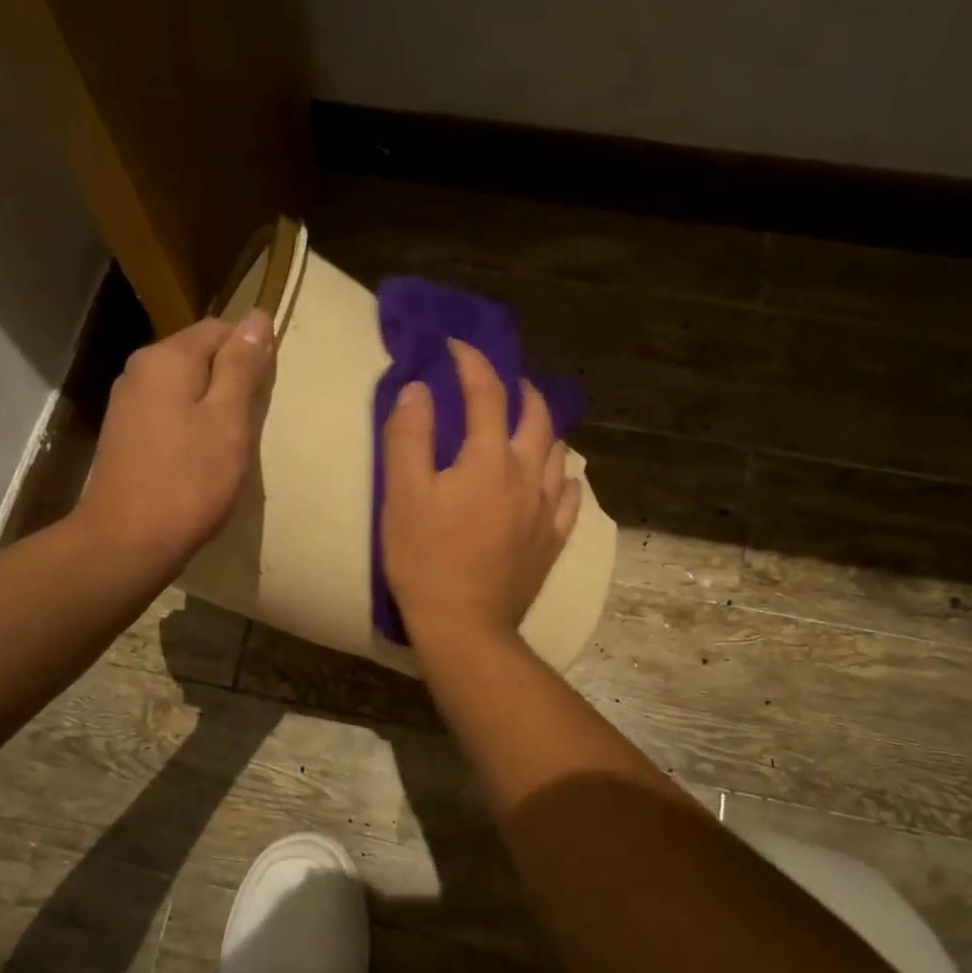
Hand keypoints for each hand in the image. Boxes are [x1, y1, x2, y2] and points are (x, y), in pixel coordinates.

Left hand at [73, 310, 274, 573]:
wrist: (129, 540)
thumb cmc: (190, 480)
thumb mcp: (228, 420)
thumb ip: (242, 367)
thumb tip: (256, 317)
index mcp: (166, 358)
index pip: (219, 329)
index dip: (251, 352)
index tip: (269, 391)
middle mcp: (140, 370)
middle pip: (199, 355)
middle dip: (232, 379)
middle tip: (255, 420)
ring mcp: (127, 403)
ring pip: (184, 386)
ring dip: (213, 404)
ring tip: (234, 440)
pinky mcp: (125, 434)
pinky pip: (169, 411)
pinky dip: (192, 423)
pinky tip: (203, 455)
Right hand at [381, 339, 580, 646]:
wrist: (465, 626)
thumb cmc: (426, 559)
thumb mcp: (402, 494)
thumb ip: (409, 435)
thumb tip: (421, 389)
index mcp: (490, 458)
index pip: (487, 393)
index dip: (472, 362)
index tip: (455, 347)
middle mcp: (528, 475)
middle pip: (537, 417)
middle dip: (519, 390)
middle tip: (499, 384)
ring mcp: (546, 510)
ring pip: (559, 454)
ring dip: (543, 430)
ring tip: (525, 429)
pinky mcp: (551, 542)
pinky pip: (569, 498)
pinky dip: (562, 478)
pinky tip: (555, 481)